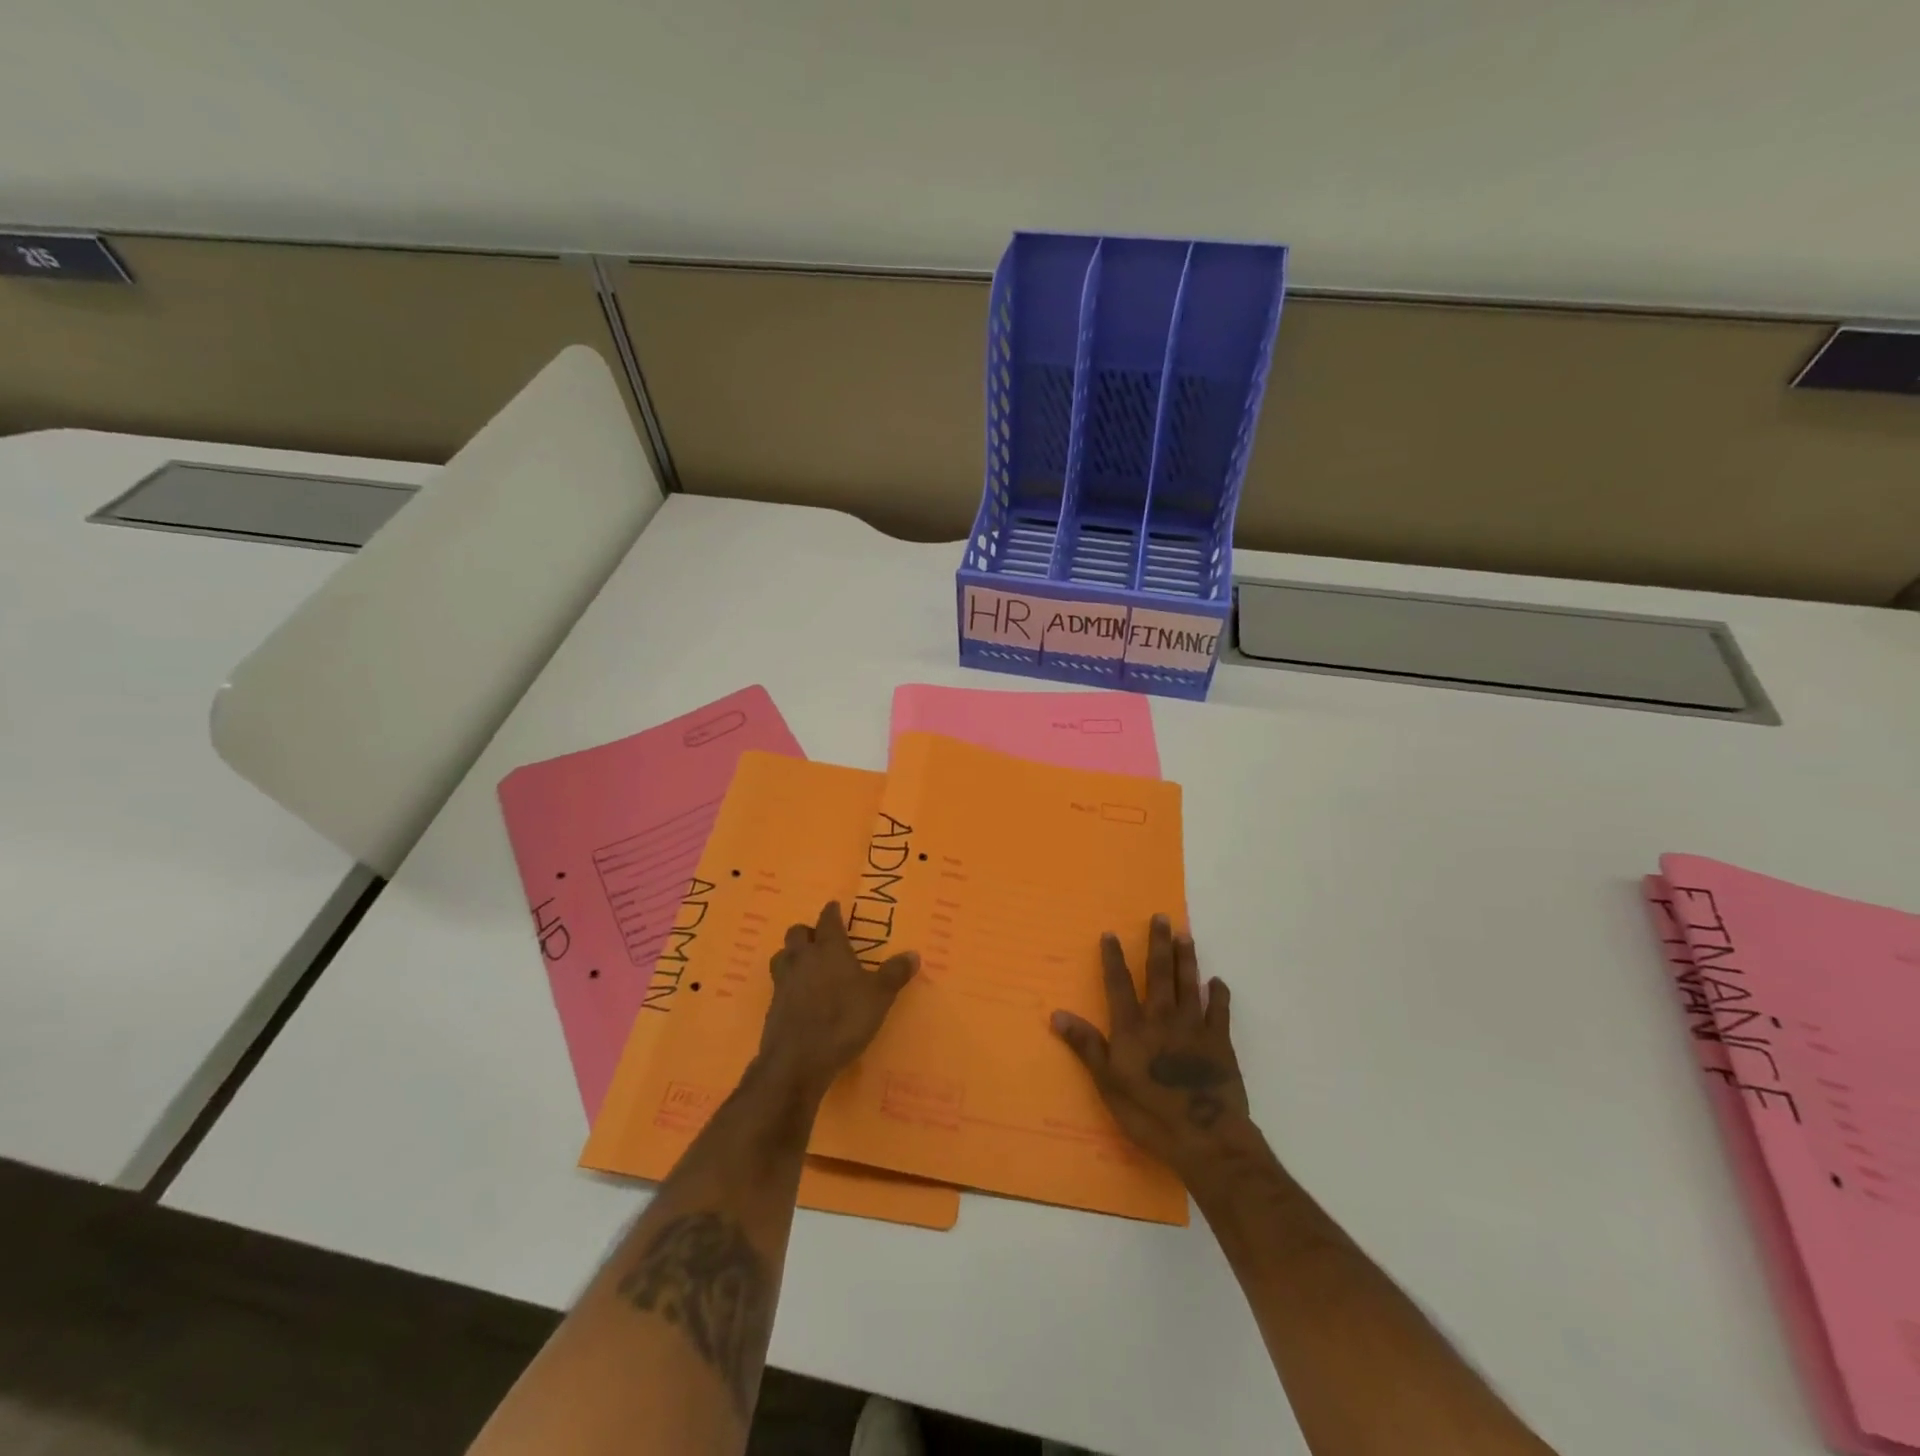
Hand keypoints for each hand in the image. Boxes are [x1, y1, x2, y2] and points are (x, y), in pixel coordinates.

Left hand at [756, 902, 917, 1101]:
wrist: (798, 1060)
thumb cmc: (843, 1020)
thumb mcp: (879, 997)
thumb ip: (895, 974)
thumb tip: (913, 954)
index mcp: (829, 949)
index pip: (828, 920)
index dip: (831, 912)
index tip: (834, 906)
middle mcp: (803, 959)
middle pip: (797, 933)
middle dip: (808, 932)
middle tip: (820, 939)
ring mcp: (783, 982)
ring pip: (782, 955)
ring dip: (792, 955)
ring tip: (805, 964)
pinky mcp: (773, 1006)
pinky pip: (778, 983)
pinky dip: (788, 983)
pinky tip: (799, 996)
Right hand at [1051, 915, 1251, 1184]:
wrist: (1206, 1138)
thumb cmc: (1150, 1115)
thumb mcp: (1108, 1084)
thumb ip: (1086, 1046)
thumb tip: (1057, 1013)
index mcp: (1133, 1029)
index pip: (1120, 984)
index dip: (1114, 958)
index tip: (1111, 933)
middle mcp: (1163, 1019)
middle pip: (1159, 974)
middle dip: (1158, 944)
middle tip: (1162, 917)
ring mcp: (1195, 1028)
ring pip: (1189, 984)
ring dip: (1186, 959)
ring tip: (1186, 935)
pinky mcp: (1221, 1043)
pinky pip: (1220, 1011)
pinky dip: (1219, 994)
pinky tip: (1217, 981)